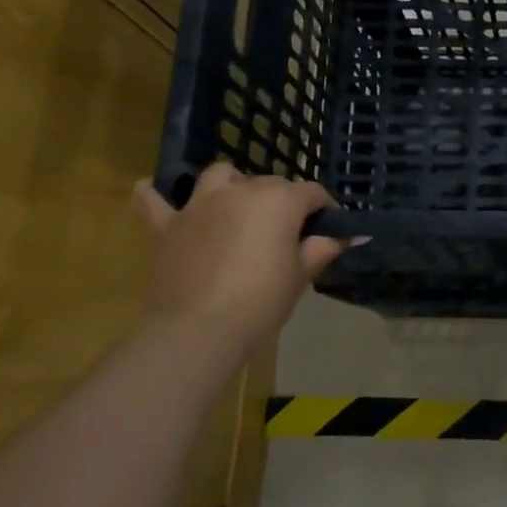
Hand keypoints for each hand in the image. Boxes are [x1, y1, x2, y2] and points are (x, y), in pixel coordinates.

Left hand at [132, 163, 350, 348]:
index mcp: (279, 200)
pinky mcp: (166, 225)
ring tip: (236, 206)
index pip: (312, 192)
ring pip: (220, 176)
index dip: (325, 209)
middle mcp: (240, 191)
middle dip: (283, 202)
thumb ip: (324, 248)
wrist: (198, 329)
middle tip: (287, 234)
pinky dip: (155, 195)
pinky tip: (155, 192)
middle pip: (270, 184)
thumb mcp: (301, 275)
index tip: (329, 229)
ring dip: (231, 185)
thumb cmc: (261, 301)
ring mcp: (199, 205)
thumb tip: (353, 235)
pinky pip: (153, 200)